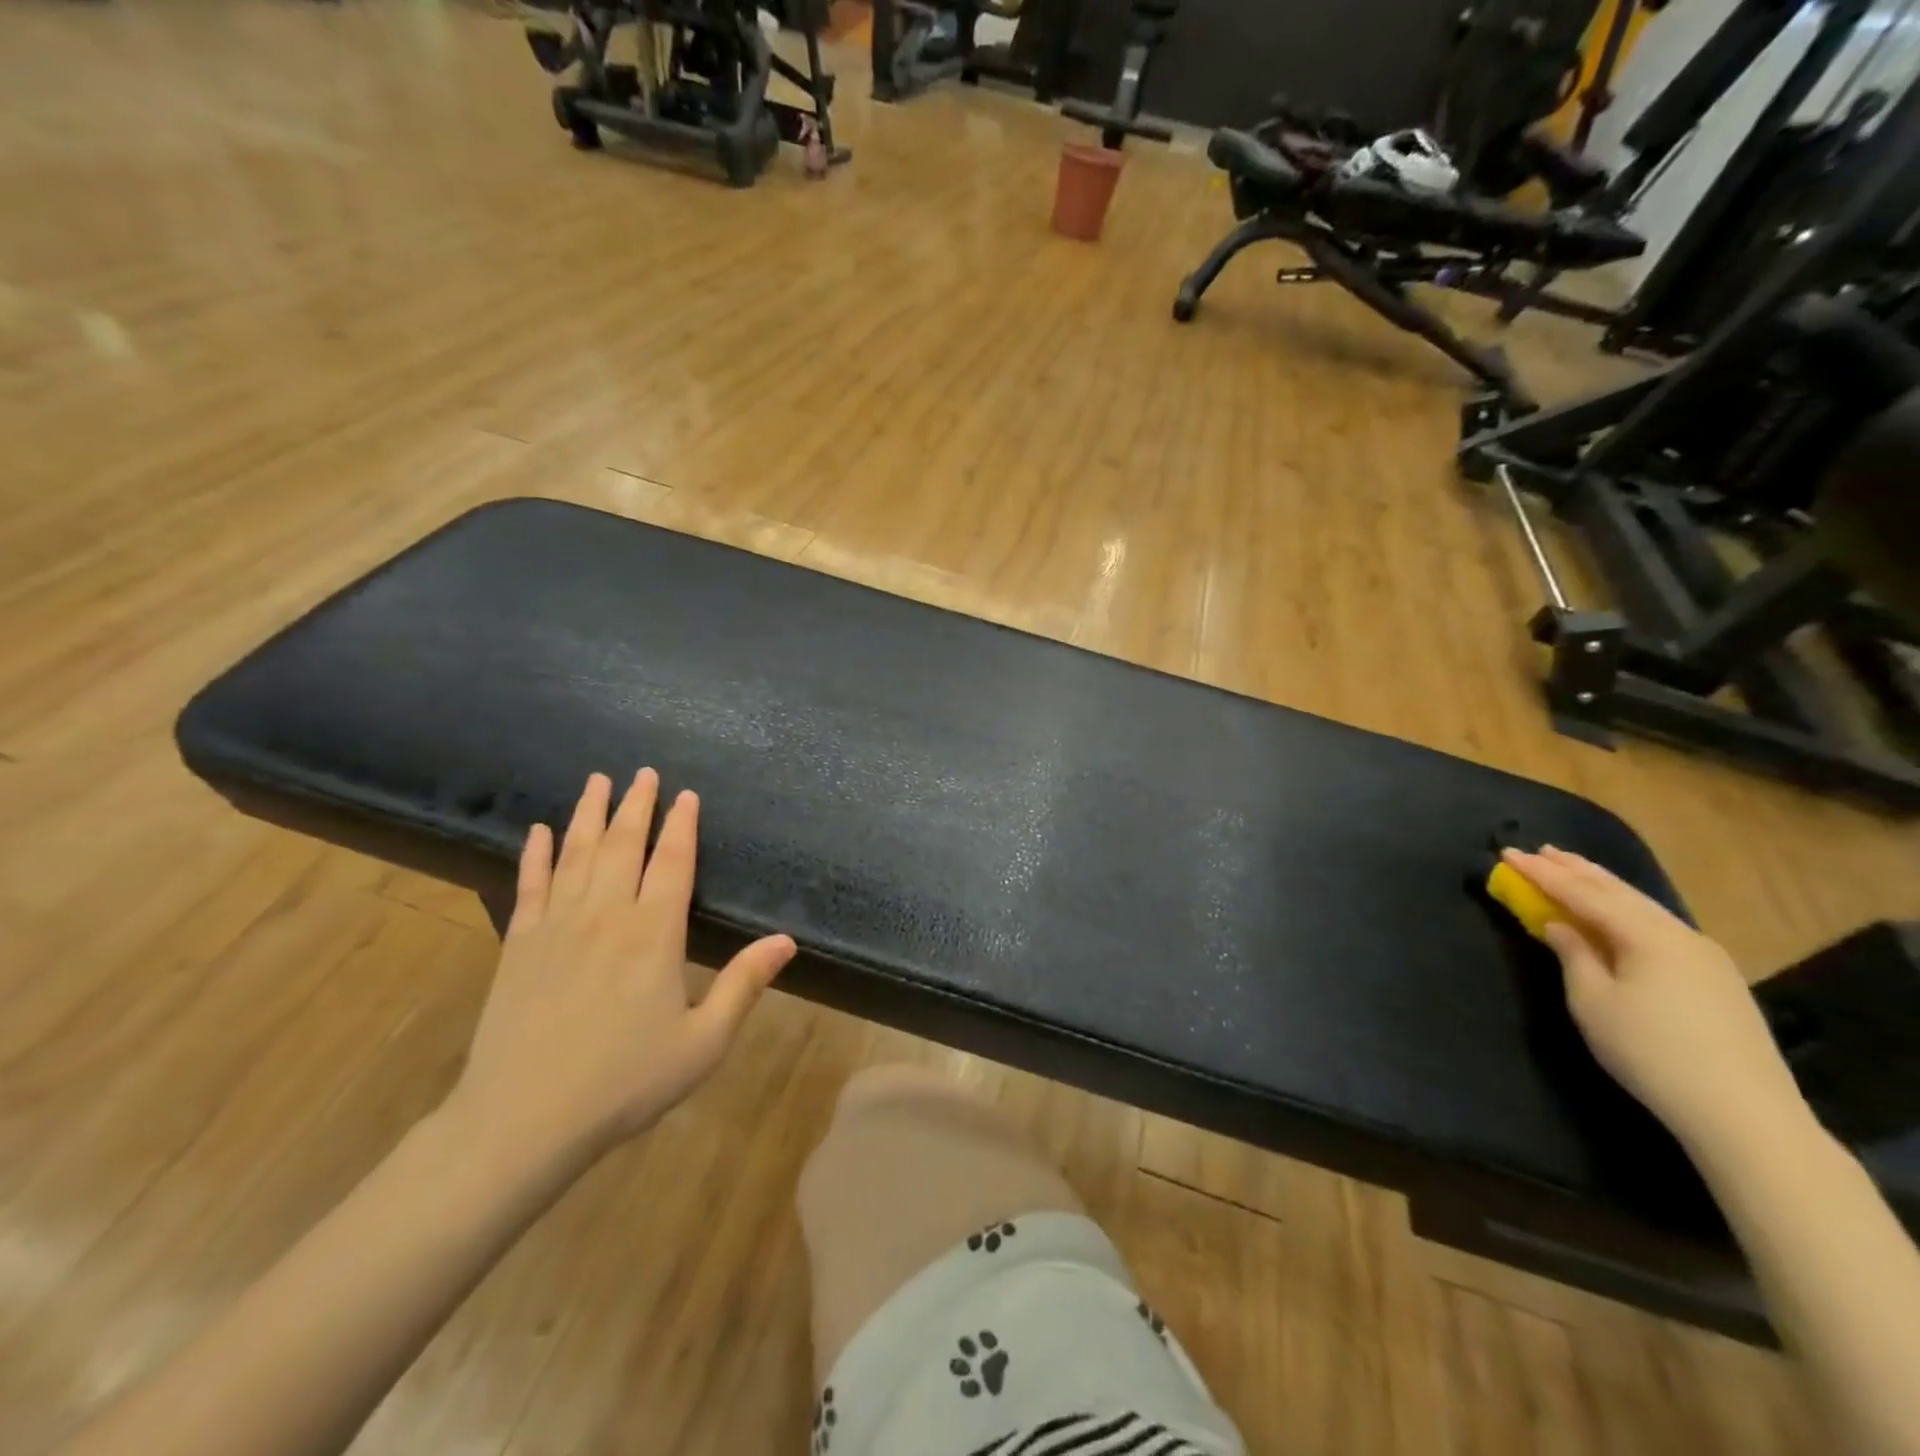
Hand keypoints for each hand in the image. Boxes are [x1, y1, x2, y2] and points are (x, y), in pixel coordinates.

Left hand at [449, 770, 796, 1162]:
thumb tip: (786, 940)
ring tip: (597, 780)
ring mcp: (556, 926)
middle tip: (643, 771)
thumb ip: (744, 985)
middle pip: (621, 844)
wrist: (521, 1122)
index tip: (687, 794)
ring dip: (588, 814)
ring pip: (575, 854)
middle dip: (636, 805)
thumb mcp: (702, 1043)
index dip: (681, 825)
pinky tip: (537, 831)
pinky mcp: (519, 946)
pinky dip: (534, 854)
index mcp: (654, 933)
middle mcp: (606, 915)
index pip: (672, 861)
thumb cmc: (624, 1083)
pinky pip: (529, 886)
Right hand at [1504, 846, 1806, 1150]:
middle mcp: (1679, 934)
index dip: (1542, 873)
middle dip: (1577, 870)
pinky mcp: (1717, 978)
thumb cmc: (1650, 1051)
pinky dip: (1627, 910)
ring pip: (1643, 907)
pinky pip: (1660, 927)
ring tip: (1573, 870)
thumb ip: (1573, 955)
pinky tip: (1619, 913)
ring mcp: (1705, 956)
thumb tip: (1559, 926)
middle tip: (1541, 851)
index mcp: (1646, 935)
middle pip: (1619, 892)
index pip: (1582, 893)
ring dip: (1603, 886)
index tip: (1507, 853)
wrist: (1743, 1113)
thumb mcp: (1593, 1002)